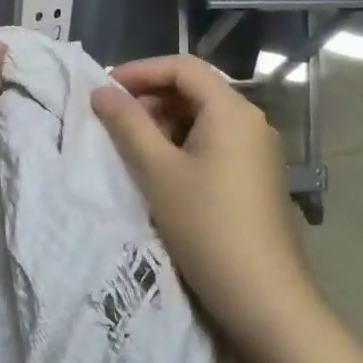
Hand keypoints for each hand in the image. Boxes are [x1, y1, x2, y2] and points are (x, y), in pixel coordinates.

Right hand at [91, 55, 319, 348]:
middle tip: (112, 119)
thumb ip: (127, 125)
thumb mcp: (157, 171)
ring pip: (202, 116)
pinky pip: (213, 141)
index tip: (104, 88)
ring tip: (130, 145)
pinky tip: (159, 168)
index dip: (140, 70)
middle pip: (195, 89)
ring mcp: (257, 149)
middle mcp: (251, 121)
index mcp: (232, 111)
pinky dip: (181, 142)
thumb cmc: (206, 224)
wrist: (263, 294)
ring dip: (163, 121)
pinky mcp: (255, 175)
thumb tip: (100, 91)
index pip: (183, 67)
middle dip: (150, 96)